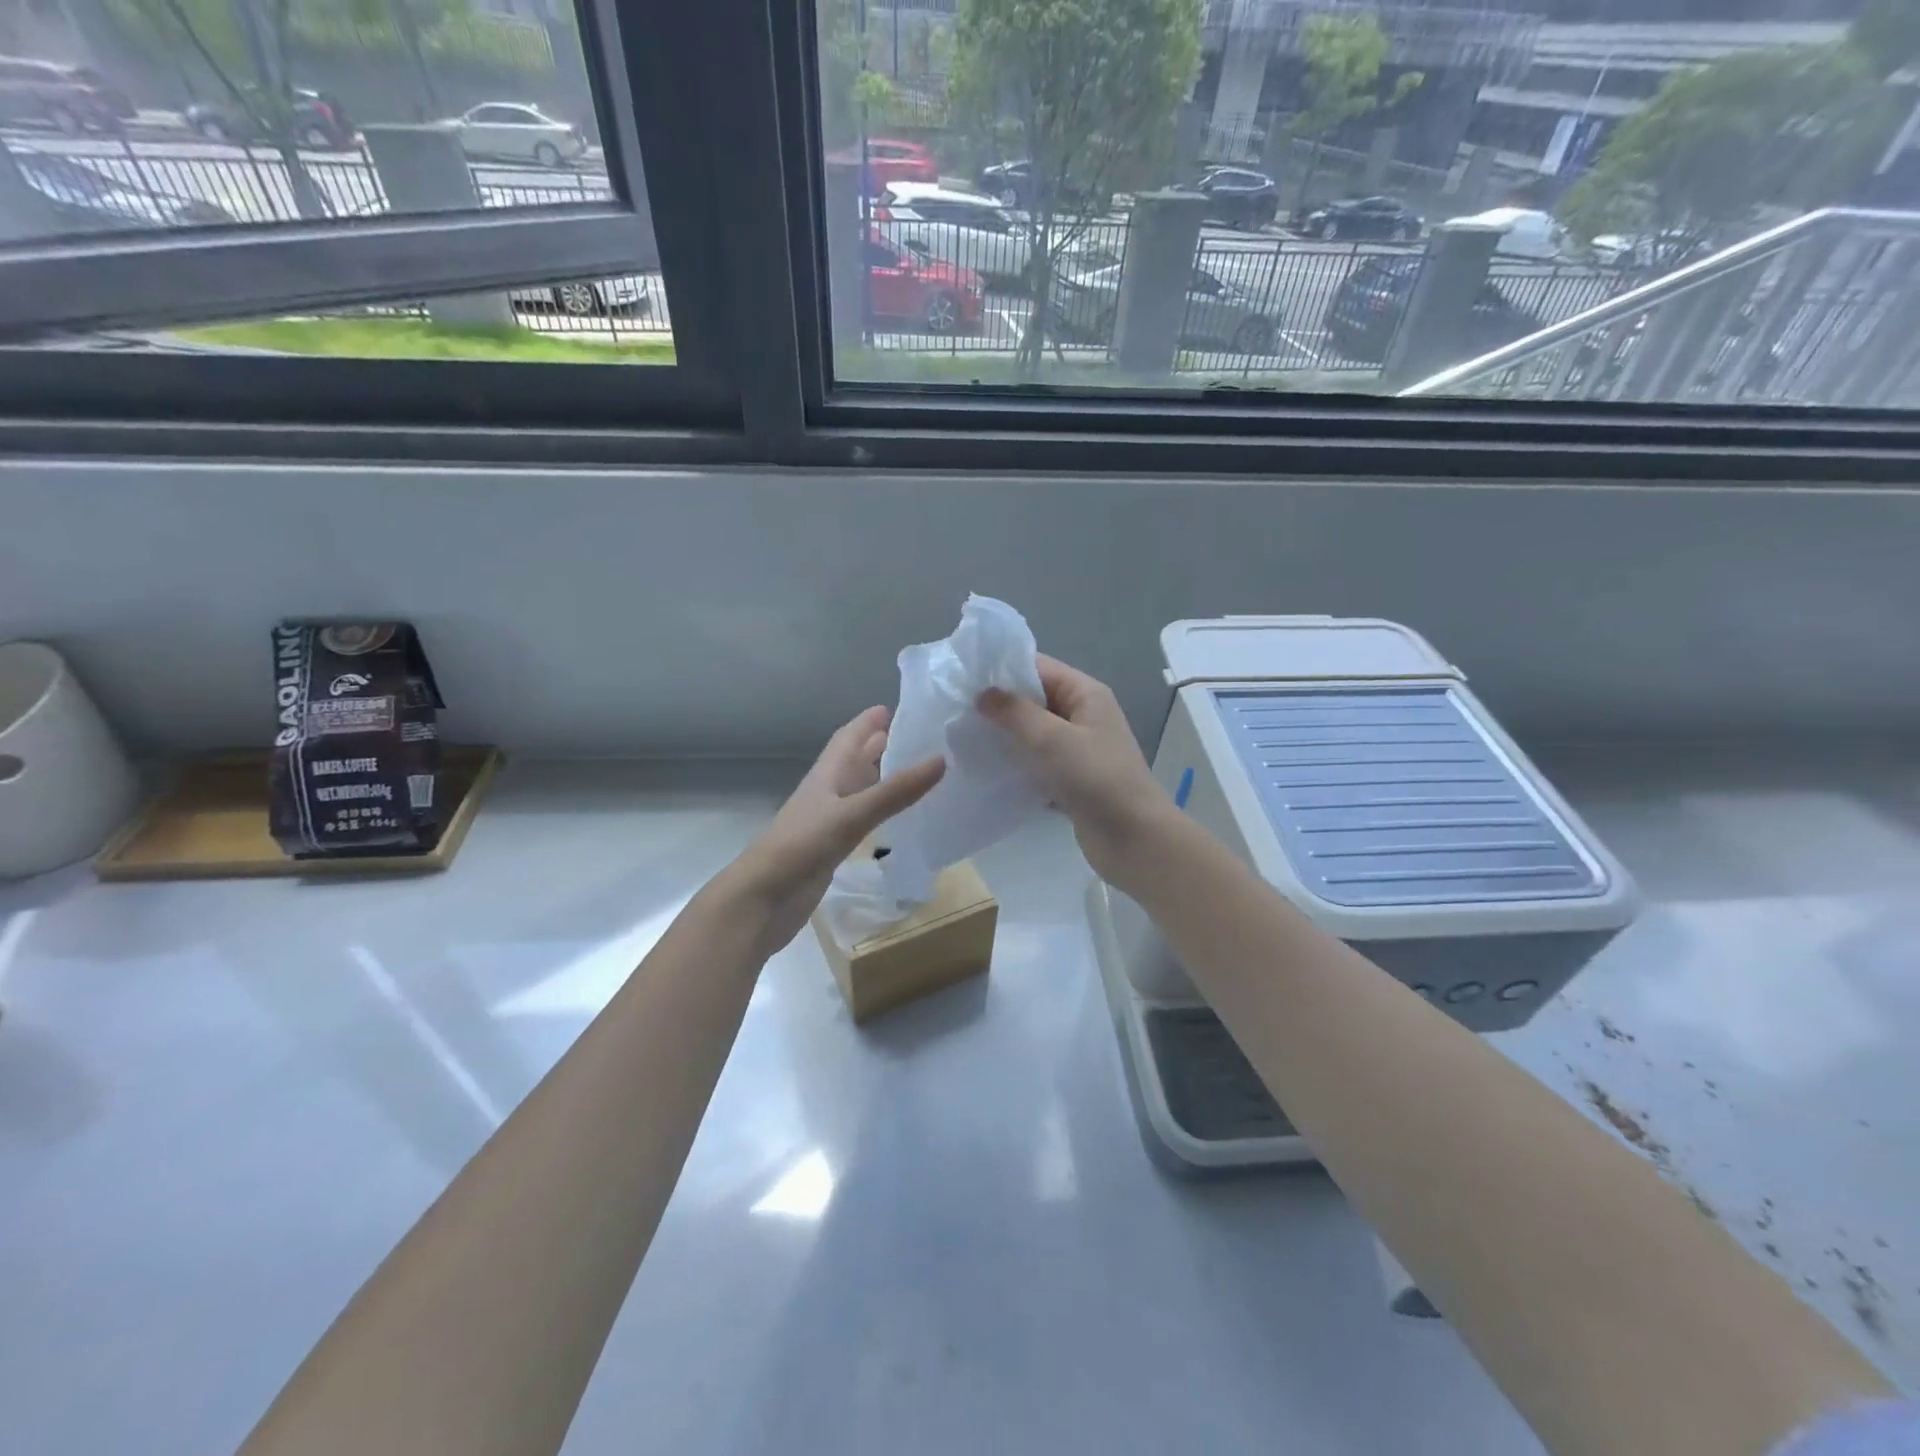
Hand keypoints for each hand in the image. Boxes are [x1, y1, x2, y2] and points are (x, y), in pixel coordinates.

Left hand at [727, 706, 944, 954]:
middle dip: (880, 746)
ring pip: (859, 791)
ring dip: (882, 779)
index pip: (848, 738)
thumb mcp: (851, 815)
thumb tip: (941, 759)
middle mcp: (827, 794)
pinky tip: (897, 818)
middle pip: (854, 762)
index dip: (867, 722)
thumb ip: (895, 791)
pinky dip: (880, 813)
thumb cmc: (801, 847)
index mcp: (826, 776)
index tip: (894, 706)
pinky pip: (862, 821)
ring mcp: (828, 823)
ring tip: (915, 771)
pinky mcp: (832, 850)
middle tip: (916, 737)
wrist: (762, 901)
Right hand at [978, 654, 1169, 886]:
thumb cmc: (1097, 779)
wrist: (1134, 840)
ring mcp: (1078, 749)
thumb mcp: (1053, 740)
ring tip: (964, 741)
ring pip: (1033, 734)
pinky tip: (986, 771)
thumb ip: (1016, 713)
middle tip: (957, 713)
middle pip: (1034, 700)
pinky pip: (1037, 763)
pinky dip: (1016, 765)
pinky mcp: (1071, 779)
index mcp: (1086, 694)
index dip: (1003, 671)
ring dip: (1005, 737)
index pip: (1039, 668)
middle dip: (999, 706)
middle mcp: (1083, 716)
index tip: (964, 680)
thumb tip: (982, 693)